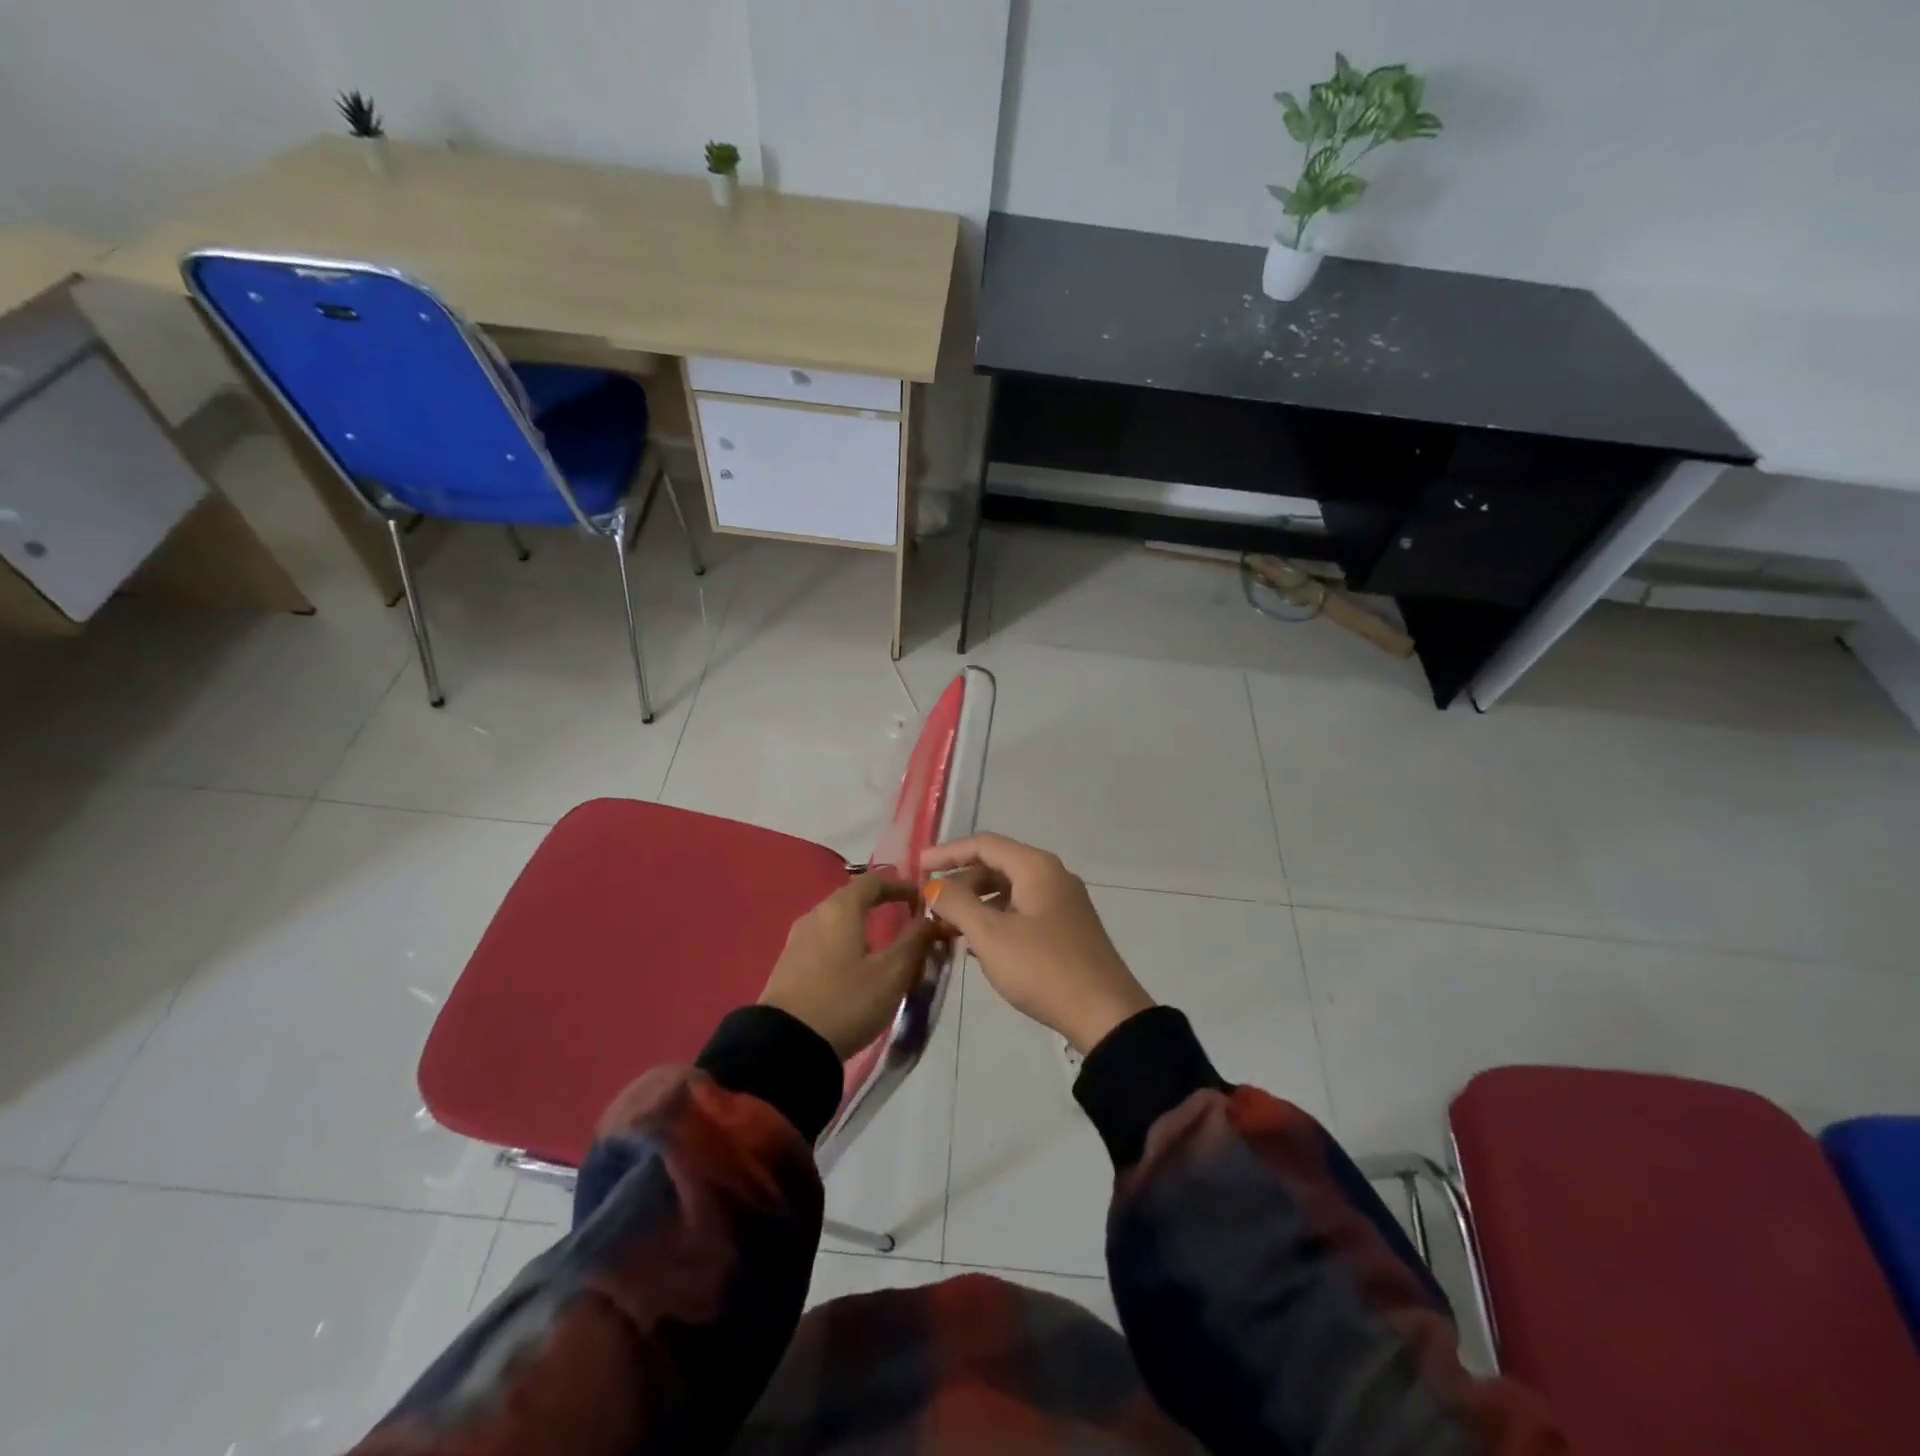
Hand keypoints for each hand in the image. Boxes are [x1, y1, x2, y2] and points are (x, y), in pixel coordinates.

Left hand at [759, 875, 938, 1058]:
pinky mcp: (788, 964)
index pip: (874, 880)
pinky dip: (846, 946)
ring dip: (864, 929)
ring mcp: (797, 939)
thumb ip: (915, 941)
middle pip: (854, 899)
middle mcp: (815, 914)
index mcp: (840, 908)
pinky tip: (856, 971)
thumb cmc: (846, 1002)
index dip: (901, 885)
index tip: (923, 901)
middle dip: (884, 907)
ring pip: (838, 922)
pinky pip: (824, 942)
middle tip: (909, 927)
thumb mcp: (891, 974)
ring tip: (886, 954)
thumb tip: (932, 919)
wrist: (785, 1047)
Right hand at [920, 834, 1152, 1054]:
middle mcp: (1052, 875)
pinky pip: (1022, 910)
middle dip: (960, 883)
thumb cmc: (1043, 968)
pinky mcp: (1066, 927)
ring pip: (1009, 891)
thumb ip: (957, 904)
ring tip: (946, 928)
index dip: (947, 853)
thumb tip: (935, 886)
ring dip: (976, 904)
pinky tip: (976, 944)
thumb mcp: (991, 936)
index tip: (917, 867)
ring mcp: (1062, 902)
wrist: (1105, 1014)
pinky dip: (996, 919)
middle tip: (930, 906)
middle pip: (996, 865)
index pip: (983, 844)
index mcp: (1036, 867)